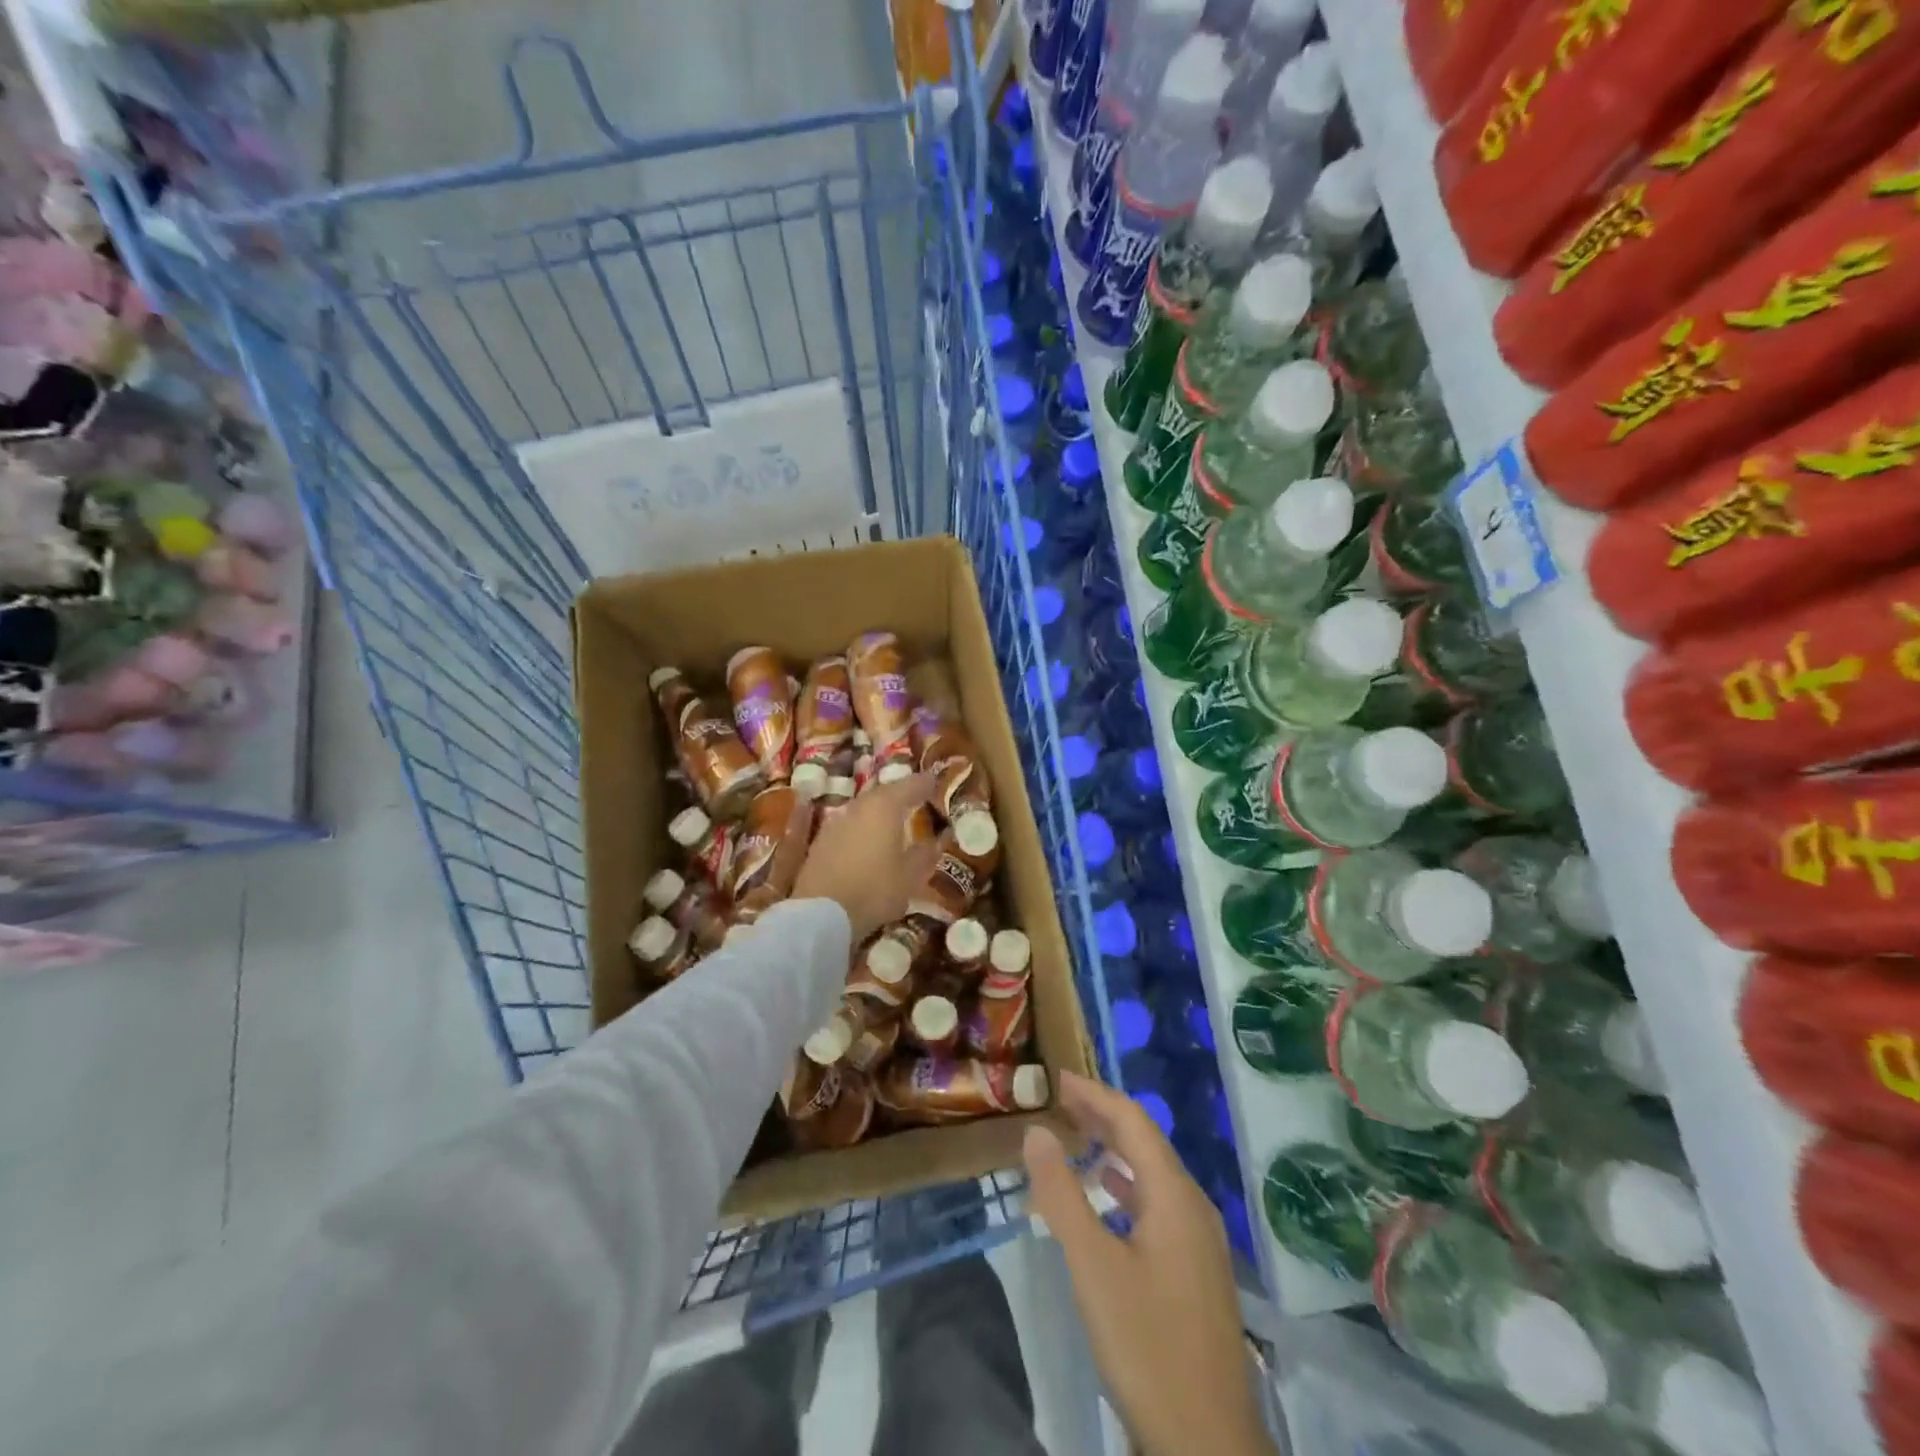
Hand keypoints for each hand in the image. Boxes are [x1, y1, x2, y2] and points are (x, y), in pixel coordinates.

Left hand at [792, 772, 940, 942]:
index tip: (936, 782)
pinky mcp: (820, 841)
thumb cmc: (874, 890)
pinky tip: (868, 840)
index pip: (910, 785)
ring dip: (879, 812)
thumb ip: (925, 853)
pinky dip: (862, 828)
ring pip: (863, 808)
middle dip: (900, 795)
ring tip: (893, 821)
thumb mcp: (910, 876)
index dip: (925, 783)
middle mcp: (858, 806)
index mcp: (884, 807)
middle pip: (883, 793)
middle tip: (915, 800)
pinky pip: (849, 825)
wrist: (820, 914)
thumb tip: (938, 839)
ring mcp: (835, 822)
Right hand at [1024, 1071, 1275, 1455]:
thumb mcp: (1093, 1266)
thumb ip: (1062, 1194)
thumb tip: (1037, 1131)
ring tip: (1077, 1137)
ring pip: (1153, 1174)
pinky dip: (1128, 1186)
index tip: (1057, 1078)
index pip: (1133, 1120)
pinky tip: (1109, 1195)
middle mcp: (1194, 1206)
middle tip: (1060, 1101)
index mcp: (1174, 1195)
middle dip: (1103, 1116)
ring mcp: (1200, 1241)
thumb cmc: (1147, 1347)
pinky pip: (1159, 1205)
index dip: (1095, 1093)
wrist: (1209, 1446)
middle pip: (1146, 1142)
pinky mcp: (1197, 1271)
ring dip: (1115, 1149)